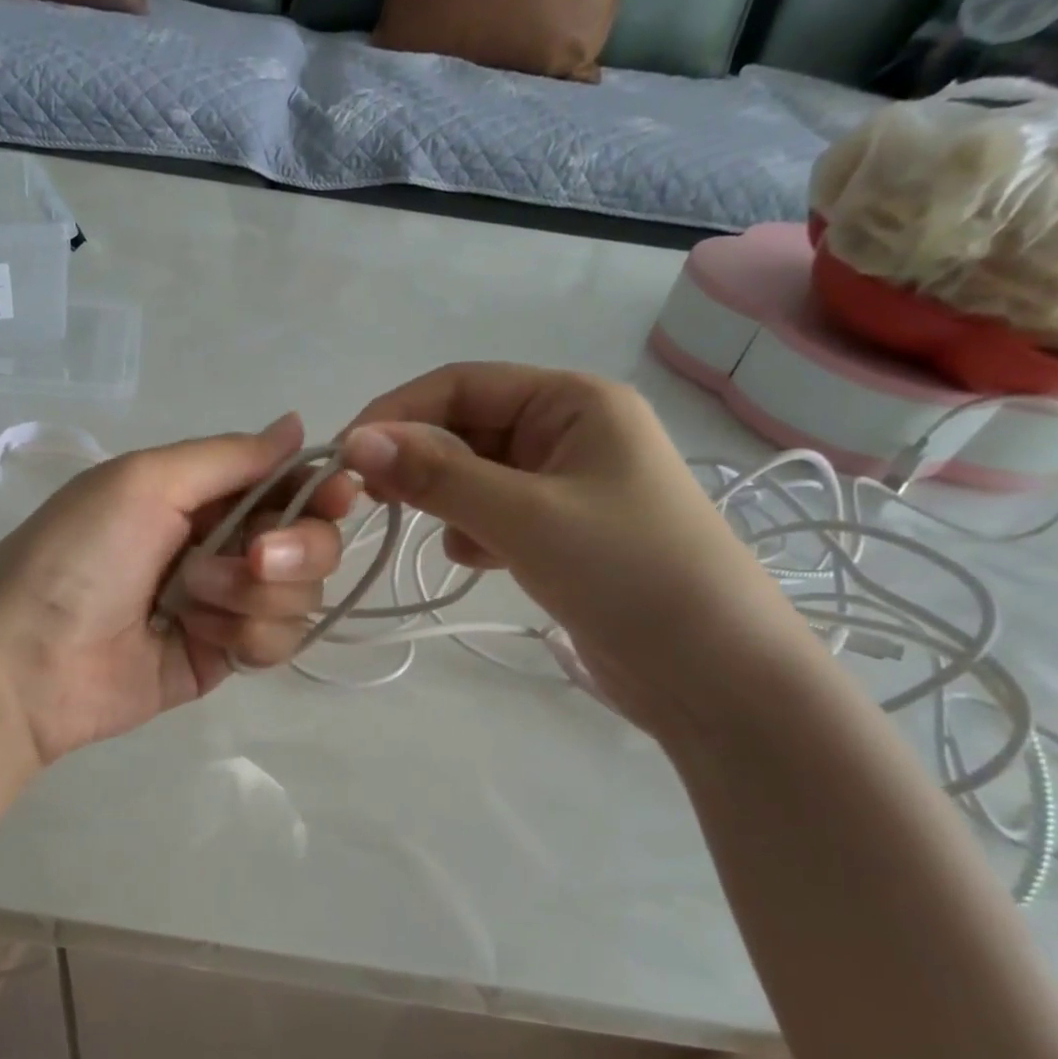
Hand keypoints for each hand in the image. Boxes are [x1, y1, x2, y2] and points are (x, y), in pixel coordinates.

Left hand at [0, 413, 351, 764]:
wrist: (27, 662)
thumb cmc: (80, 554)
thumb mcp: (146, 481)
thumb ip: (230, 456)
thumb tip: (297, 424)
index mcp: (202, 494)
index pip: (289, 484)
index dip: (321, 489)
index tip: (338, 497)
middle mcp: (222, 544)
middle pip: (310, 542)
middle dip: (293, 550)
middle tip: (253, 559)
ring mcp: (226, 605)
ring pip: (299, 595)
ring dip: (253, 597)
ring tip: (191, 603)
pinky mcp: (225, 657)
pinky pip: (278, 642)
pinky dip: (247, 637)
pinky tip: (199, 638)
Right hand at [341, 363, 816, 733]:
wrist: (714, 673)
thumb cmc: (626, 572)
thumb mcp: (523, 516)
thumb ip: (437, 475)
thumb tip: (354, 440)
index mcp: (572, 402)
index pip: (461, 385)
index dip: (397, 414)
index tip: (343, 455)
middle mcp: (569, 431)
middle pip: (466, 428)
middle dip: (419, 460)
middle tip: (372, 501)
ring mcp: (566, 485)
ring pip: (475, 474)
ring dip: (445, 499)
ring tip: (445, 537)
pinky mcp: (561, 533)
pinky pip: (494, 513)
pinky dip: (473, 532)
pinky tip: (478, 561)